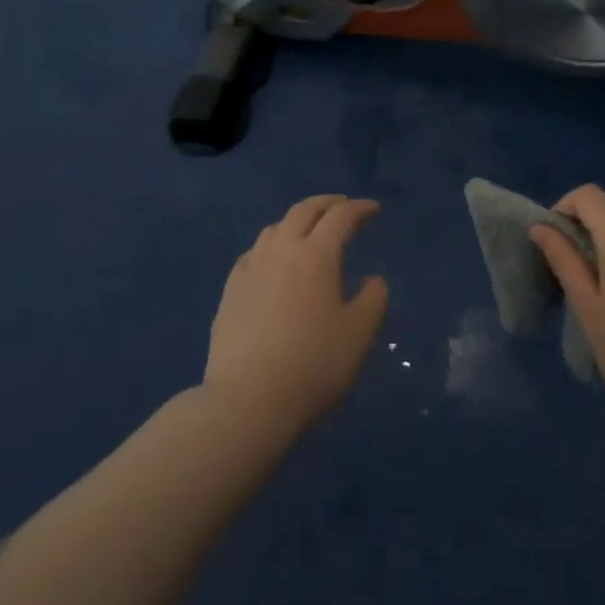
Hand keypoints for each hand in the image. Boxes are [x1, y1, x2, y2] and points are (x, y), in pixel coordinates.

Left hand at [204, 195, 389, 432]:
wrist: (247, 400)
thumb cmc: (312, 365)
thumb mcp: (358, 335)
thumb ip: (373, 300)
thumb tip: (373, 280)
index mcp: (316, 255)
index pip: (341, 217)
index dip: (359, 209)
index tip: (373, 210)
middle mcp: (282, 250)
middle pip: (304, 211)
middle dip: (327, 204)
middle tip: (343, 206)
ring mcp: (252, 268)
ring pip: (275, 227)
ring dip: (297, 220)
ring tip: (309, 230)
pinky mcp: (231, 290)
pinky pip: (254, 252)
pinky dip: (272, 244)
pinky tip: (273, 260)